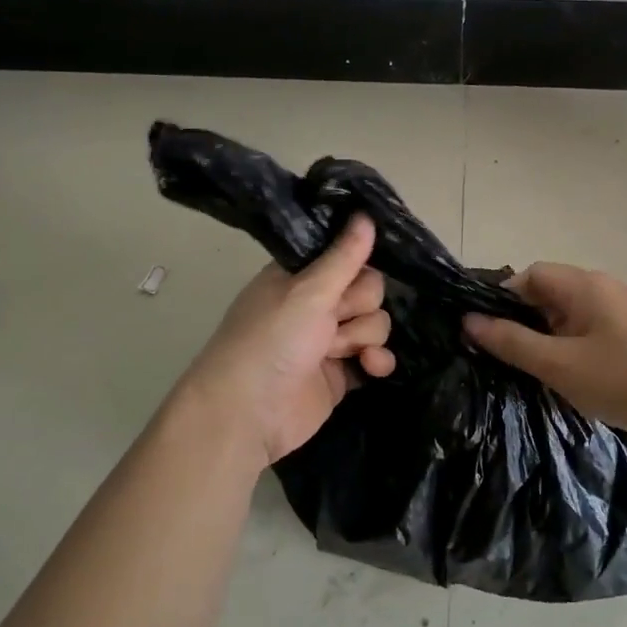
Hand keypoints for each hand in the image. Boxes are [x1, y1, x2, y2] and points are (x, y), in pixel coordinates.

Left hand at [177, 215, 395, 470]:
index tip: (355, 274)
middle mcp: (315, 305)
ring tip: (339, 353)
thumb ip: (344, 257)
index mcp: (300, 277)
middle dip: (360, 306)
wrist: (249, 413)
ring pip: (374, 323)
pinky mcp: (340, 374)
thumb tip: (366, 213)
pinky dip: (377, 361)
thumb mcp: (308, 291)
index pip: (346, 257)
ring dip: (364, 336)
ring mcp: (328, 341)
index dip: (357, 266)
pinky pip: (374, 357)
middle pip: (368, 291)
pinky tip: (372, 367)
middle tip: (335, 319)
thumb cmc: (272, 340)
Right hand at [463, 263, 626, 435]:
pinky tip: (581, 377)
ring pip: (574, 314)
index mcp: (584, 286)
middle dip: (527, 322)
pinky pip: (596, 329)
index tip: (491, 334)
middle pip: (552, 293)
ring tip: (543, 372)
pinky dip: (578, 346)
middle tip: (514, 359)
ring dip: (553, 337)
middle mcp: (606, 287)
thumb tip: (470, 321)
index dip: (504, 300)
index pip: (531, 275)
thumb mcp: (560, 365)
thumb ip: (513, 343)